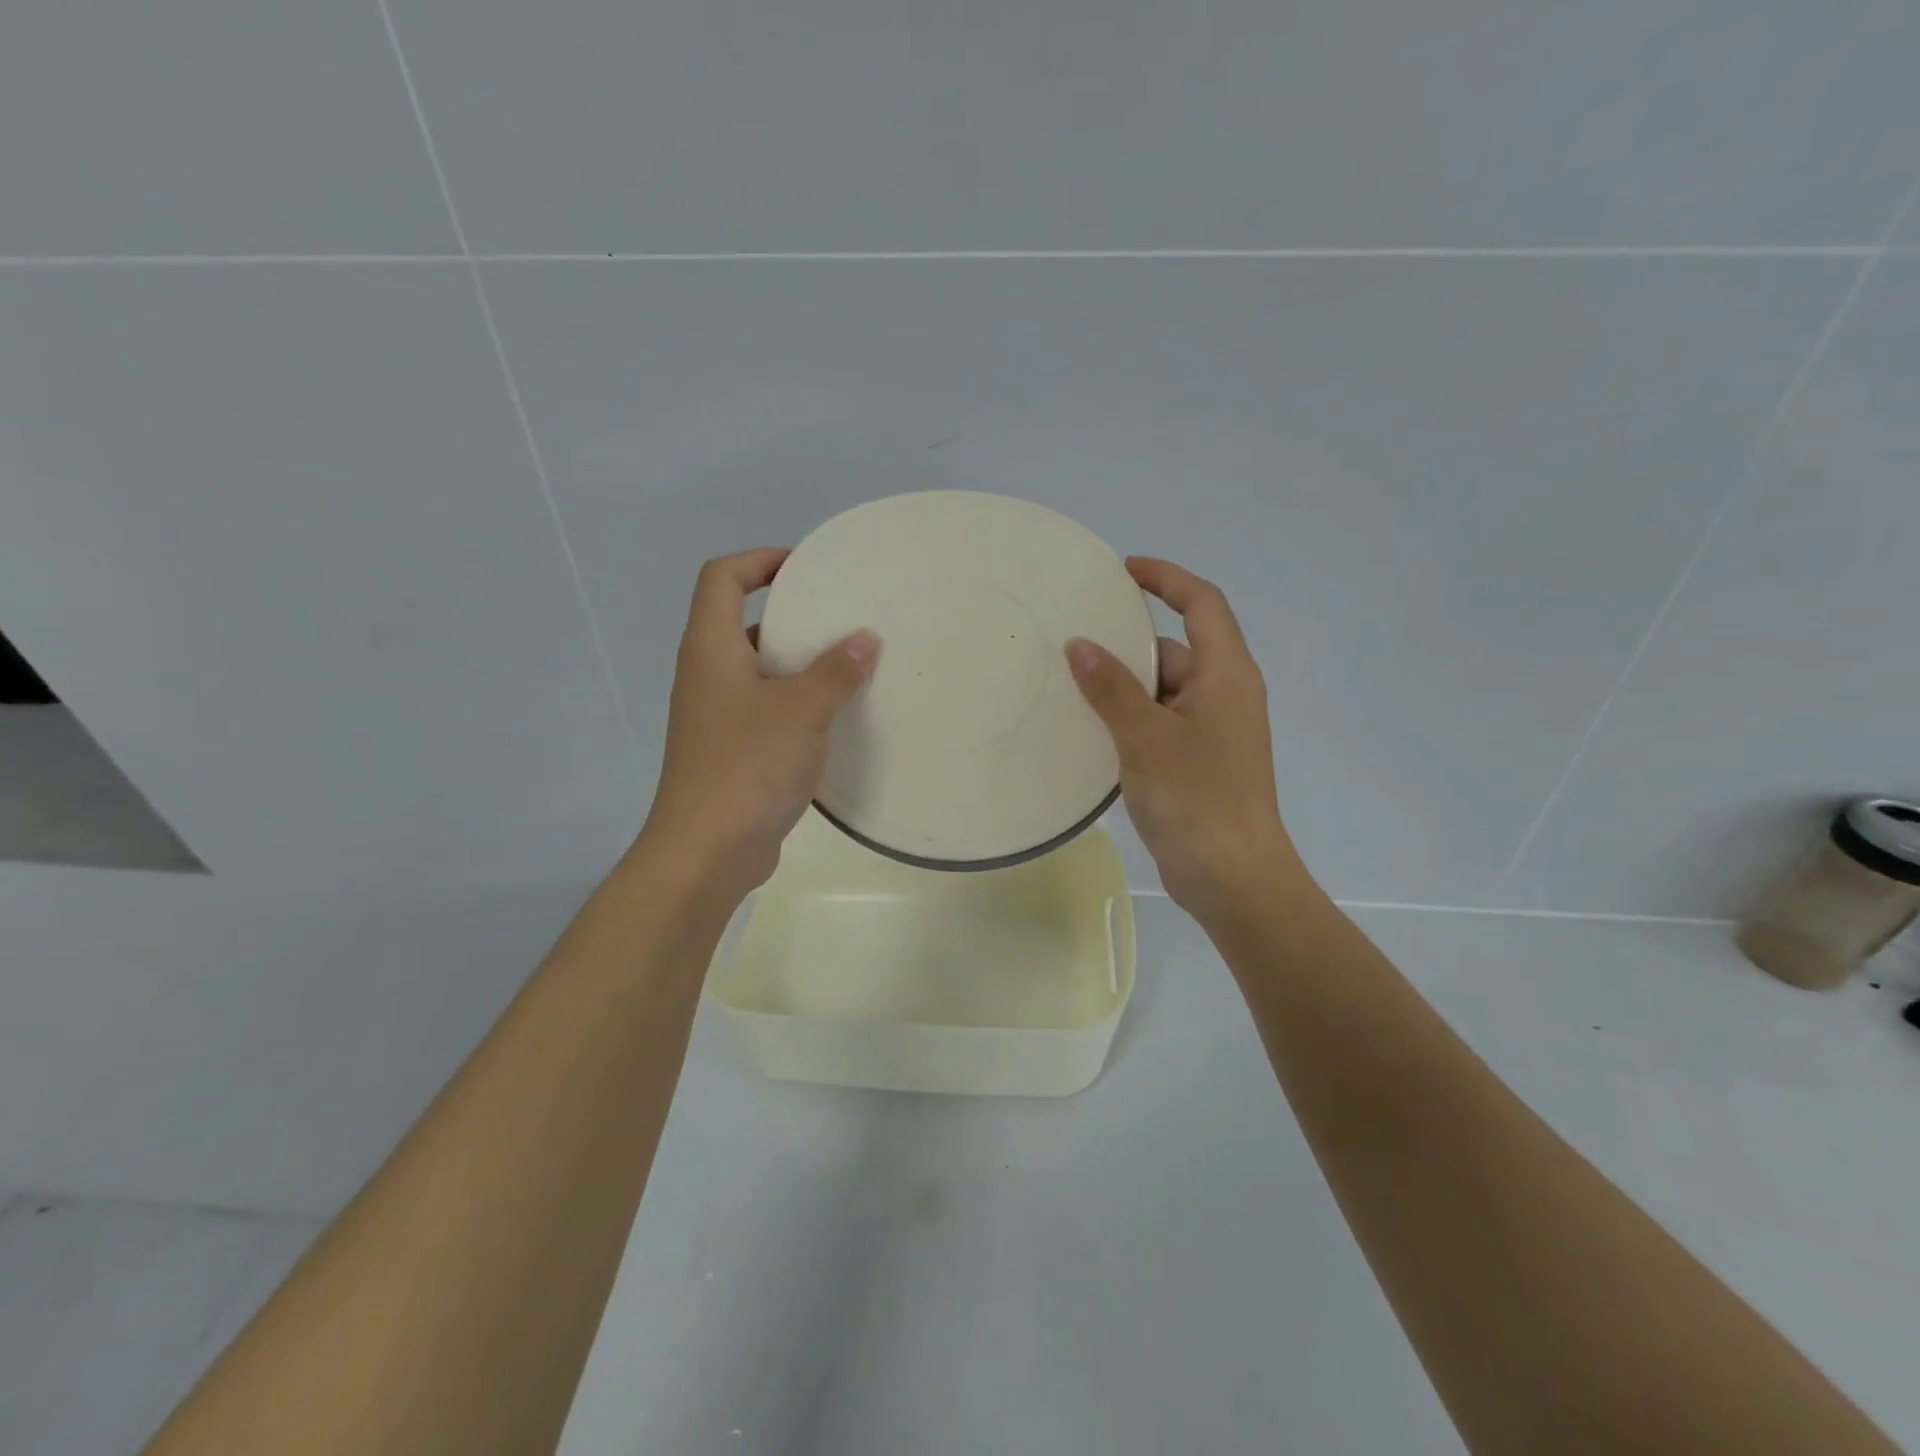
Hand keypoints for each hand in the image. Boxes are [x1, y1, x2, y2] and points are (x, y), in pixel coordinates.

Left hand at [636, 548, 877, 908]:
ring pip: (758, 671)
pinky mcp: (731, 752)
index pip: (722, 579)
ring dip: (798, 663)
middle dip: (790, 614)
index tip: (806, 567)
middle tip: (840, 616)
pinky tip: (835, 717)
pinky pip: (766, 709)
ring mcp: (717, 717)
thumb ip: (835, 671)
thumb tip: (864, 638)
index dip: (759, 561)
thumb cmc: (748, 765)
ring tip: (849, 663)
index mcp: (711, 649)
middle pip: (741, 623)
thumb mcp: (801, 710)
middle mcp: (707, 676)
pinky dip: (796, 703)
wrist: (707, 851)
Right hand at [1066, 557, 1310, 924]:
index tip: (1122, 571)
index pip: (1202, 604)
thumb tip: (1079, 643)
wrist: (1233, 879)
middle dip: (1127, 644)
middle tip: (1073, 641)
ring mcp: (1211, 731)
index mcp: (1226, 675)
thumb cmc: (1197, 800)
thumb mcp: (1146, 738)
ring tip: (1068, 685)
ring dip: (1122, 687)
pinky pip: (1158, 723)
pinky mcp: (1197, 762)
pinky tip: (1088, 729)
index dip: (1166, 578)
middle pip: (1174, 649)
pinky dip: (1127, 719)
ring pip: (1161, 690)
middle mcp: (1224, 694)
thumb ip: (1111, 688)